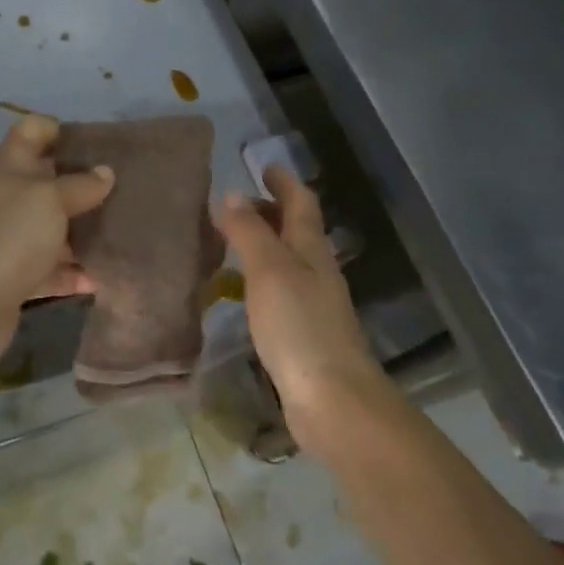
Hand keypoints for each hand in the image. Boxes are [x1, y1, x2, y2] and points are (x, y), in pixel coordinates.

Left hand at [0, 116, 113, 373]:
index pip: (32, 131)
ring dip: (83, 232)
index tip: (100, 143)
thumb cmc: (7, 237)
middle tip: (127, 189)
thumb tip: (105, 172)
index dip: (61, 130)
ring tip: (125, 232)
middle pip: (47, 182)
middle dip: (84, 184)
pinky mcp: (15, 280)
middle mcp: (7, 200)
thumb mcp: (48, 199)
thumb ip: (80, 185)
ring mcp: (9, 241)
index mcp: (9, 169)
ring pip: (53, 228)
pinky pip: (51, 271)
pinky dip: (74, 273)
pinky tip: (103, 277)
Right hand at [214, 166, 381, 448]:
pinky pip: (281, 291)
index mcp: (311, 248)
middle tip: (235, 207)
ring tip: (231, 244)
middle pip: (296, 230)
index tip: (265, 166)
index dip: (284, 182)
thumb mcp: (268, 269)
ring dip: (264, 245)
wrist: (332, 398)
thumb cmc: (299, 325)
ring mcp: (314, 303)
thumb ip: (249, 231)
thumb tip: (231, 194)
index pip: (301, 202)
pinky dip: (261, 279)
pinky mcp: (304, 333)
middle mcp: (317, 270)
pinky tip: (244, 293)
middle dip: (270, 212)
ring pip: (288, 260)